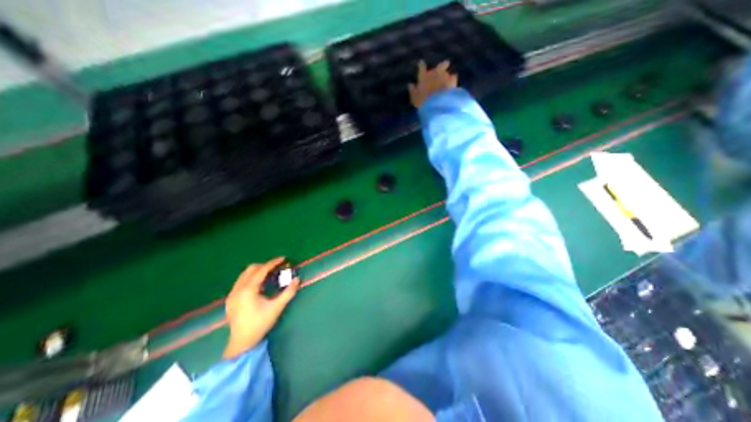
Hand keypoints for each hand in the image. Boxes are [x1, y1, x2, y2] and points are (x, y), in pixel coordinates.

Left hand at [220, 257, 300, 359]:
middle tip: (277, 268)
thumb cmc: (260, 324)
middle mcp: (237, 289)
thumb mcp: (277, 307)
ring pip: (244, 274)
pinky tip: (259, 286)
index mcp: (248, 290)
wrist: (241, 343)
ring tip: (269, 275)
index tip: (283, 258)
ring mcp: (232, 294)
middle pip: (251, 269)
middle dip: (265, 266)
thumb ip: (288, 292)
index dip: (273, 263)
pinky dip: (251, 278)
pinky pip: (241, 281)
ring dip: (257, 271)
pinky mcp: (230, 299)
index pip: (261, 270)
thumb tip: (297, 279)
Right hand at [411, 60, 457, 107]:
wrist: (436, 103)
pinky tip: (454, 85)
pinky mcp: (452, 81)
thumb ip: (413, 90)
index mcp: (423, 76)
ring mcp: (444, 76)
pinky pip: (453, 78)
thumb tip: (410, 85)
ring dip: (447, 76)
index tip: (421, 62)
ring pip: (447, 73)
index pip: (421, 68)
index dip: (421, 65)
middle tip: (446, 64)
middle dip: (442, 65)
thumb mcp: (414, 98)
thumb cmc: (423, 101)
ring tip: (449, 79)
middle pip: (439, 66)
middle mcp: (434, 73)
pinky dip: (453, 81)